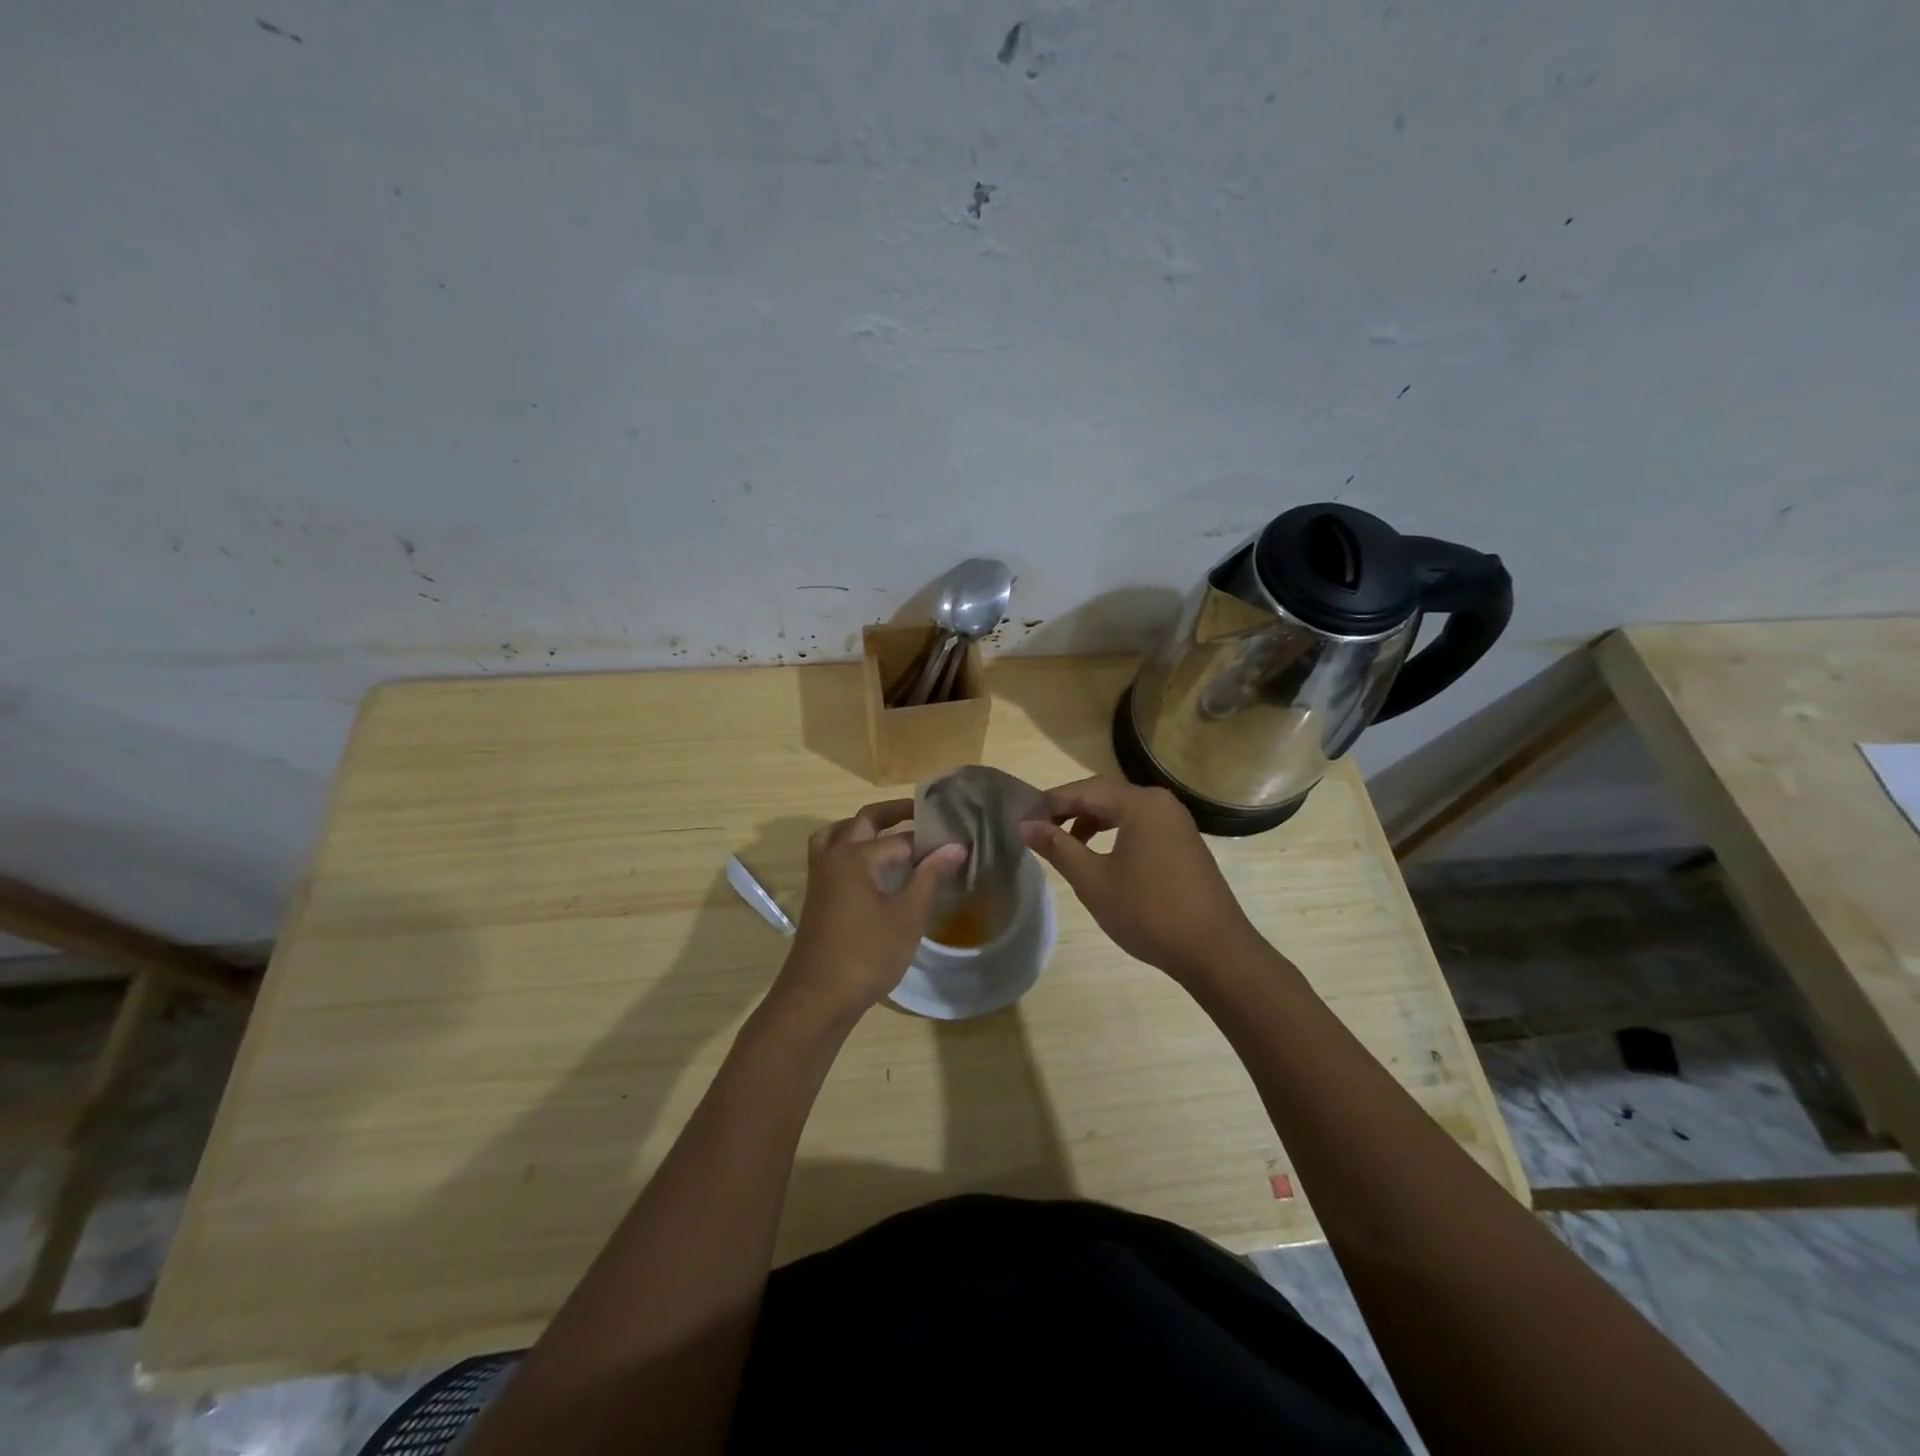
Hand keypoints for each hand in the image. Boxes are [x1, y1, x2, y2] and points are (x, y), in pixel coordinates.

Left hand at [772, 800, 966, 1027]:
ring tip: (890, 834)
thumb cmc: (867, 955)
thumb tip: (956, 845)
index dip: (930, 841)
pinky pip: (831, 854)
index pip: (901, 838)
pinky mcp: (817, 895)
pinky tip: (872, 869)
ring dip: (863, 827)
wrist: (817, 998)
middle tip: (923, 815)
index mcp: (855, 856)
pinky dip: (850, 847)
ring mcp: (820, 876)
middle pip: (863, 821)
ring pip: (838, 834)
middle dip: (893, 814)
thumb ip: (930, 877)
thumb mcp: (907, 916)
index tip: (956, 842)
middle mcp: (833, 856)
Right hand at [1020, 777, 1262, 982]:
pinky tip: (1102, 859)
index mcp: (1140, 804)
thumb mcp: (1094, 881)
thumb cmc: (1149, 912)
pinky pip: (1141, 826)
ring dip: (1091, 822)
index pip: (1083, 790)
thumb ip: (1058, 848)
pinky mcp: (1184, 843)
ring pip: (1123, 811)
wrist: (1215, 951)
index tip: (1022, 821)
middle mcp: (1160, 803)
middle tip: (1039, 831)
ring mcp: (1177, 823)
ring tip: (1066, 846)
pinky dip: (1115, 833)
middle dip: (1069, 810)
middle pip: (1104, 795)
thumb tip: (1026, 826)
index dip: (1050, 803)